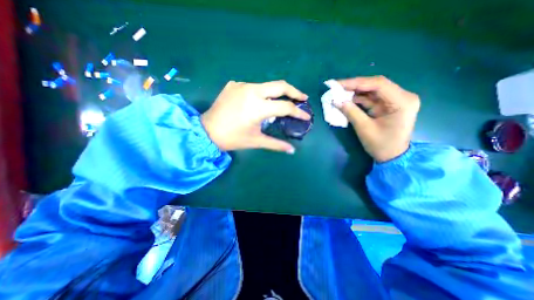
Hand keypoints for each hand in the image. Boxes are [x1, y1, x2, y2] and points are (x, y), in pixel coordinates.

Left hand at [200, 80, 308, 153]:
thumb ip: (276, 144)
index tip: (306, 116)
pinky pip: (252, 87)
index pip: (285, 107)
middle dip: (294, 91)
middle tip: (302, 98)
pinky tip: (258, 102)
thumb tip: (292, 150)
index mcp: (257, 107)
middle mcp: (251, 91)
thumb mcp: (256, 141)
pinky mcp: (234, 85)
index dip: (298, 112)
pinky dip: (260, 94)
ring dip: (276, 93)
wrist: (207, 131)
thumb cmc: (233, 138)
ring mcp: (241, 85)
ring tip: (281, 101)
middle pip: (280, 85)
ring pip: (266, 85)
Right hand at [335, 76, 419, 162]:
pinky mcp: (387, 105)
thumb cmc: (381, 145)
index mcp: (402, 101)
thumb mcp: (364, 128)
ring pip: (371, 90)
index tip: (338, 84)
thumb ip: (351, 112)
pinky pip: (370, 98)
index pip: (378, 84)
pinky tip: (346, 100)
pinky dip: (357, 99)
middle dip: (354, 86)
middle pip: (375, 85)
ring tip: (338, 93)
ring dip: (354, 92)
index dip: (356, 82)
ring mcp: (394, 100)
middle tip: (336, 87)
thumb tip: (336, 100)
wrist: (392, 156)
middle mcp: (401, 96)